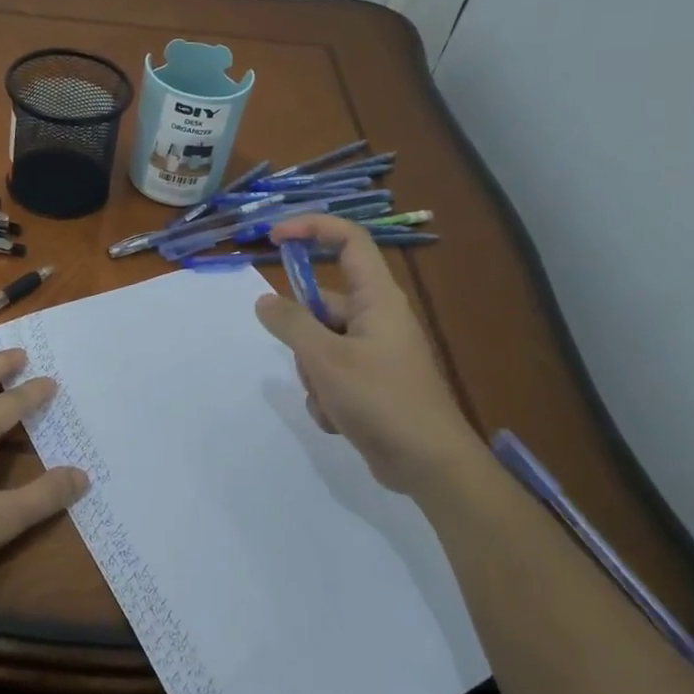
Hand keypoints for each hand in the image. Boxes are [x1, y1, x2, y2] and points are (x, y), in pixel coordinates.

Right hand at [254, 214, 485, 502]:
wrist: (429, 465)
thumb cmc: (381, 400)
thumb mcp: (325, 358)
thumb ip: (290, 324)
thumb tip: (264, 301)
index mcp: (377, 298)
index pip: (348, 240)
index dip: (312, 228)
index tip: (273, 238)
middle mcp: (377, 318)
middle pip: (321, 304)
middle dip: (302, 337)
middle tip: (311, 366)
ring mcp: (374, 352)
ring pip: (319, 345)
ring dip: (312, 374)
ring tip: (332, 401)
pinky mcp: (370, 383)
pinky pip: (330, 374)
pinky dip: (325, 395)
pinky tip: (339, 419)